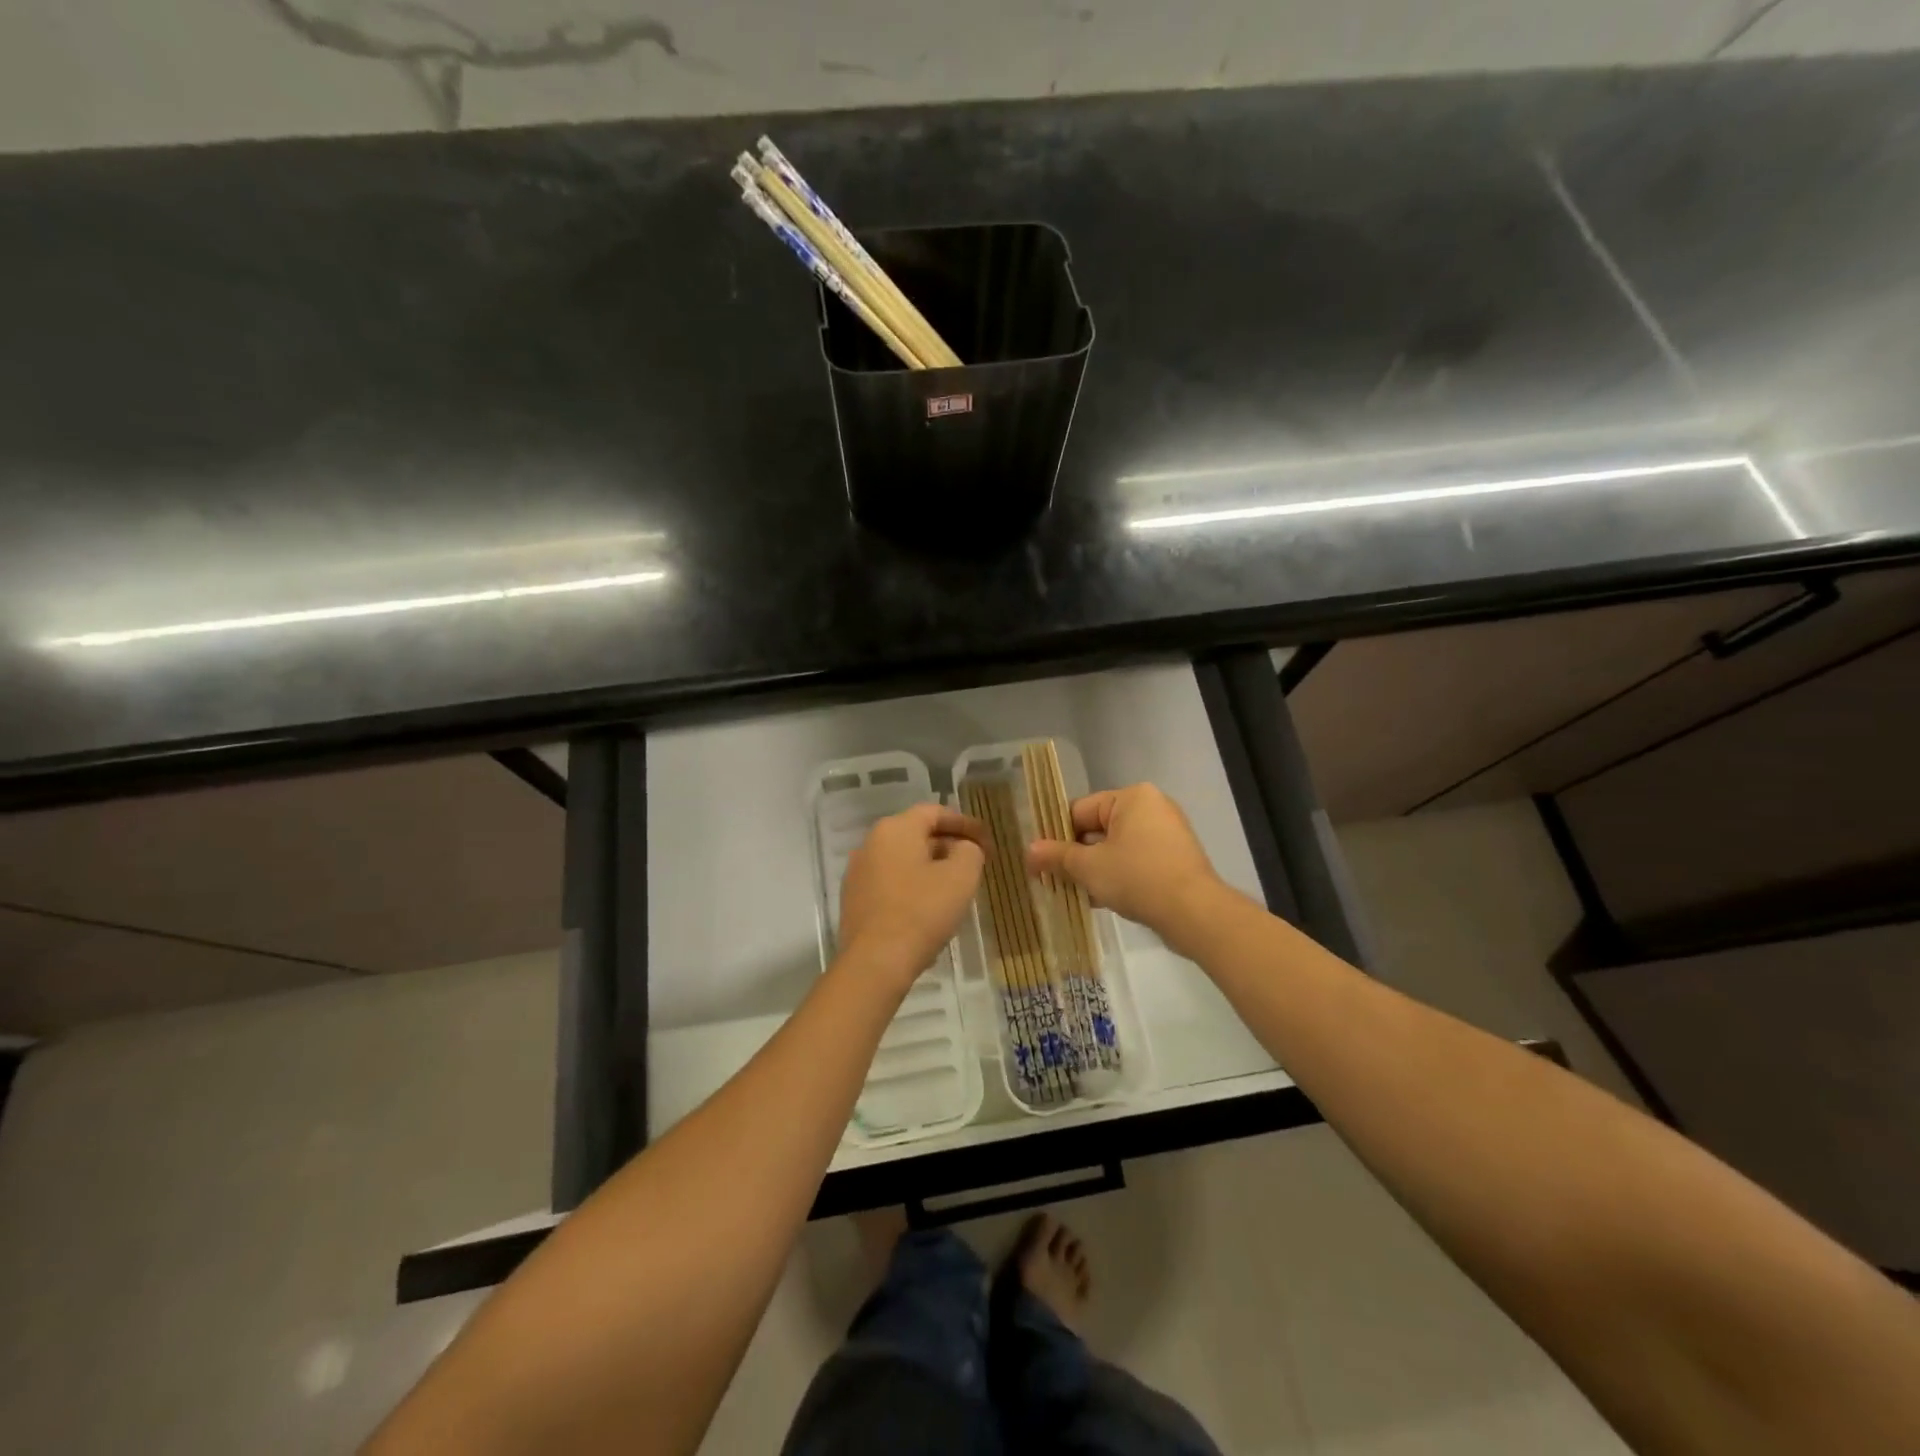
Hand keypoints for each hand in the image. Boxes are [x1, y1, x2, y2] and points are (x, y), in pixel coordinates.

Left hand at [838, 805, 986, 987]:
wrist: (875, 963)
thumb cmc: (922, 912)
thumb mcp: (961, 877)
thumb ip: (970, 851)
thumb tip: (964, 847)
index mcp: (895, 829)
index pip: (935, 812)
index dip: (965, 823)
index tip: (986, 840)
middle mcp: (870, 843)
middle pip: (916, 834)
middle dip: (948, 845)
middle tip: (974, 863)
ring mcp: (858, 872)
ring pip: (902, 859)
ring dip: (929, 867)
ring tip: (954, 886)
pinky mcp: (854, 899)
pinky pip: (890, 882)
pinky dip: (912, 886)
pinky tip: (928, 907)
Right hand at [1025, 783, 1226, 945]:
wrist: (1195, 913)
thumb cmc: (1137, 878)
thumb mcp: (1089, 867)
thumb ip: (1056, 856)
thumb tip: (1029, 851)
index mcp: (1132, 797)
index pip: (1080, 810)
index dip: (1056, 836)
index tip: (1041, 861)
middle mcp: (1152, 807)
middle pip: (1098, 828)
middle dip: (1076, 855)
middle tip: (1054, 880)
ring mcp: (1168, 833)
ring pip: (1117, 847)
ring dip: (1095, 869)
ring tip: (1074, 893)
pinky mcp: (1176, 858)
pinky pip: (1136, 860)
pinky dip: (1118, 875)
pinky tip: (1101, 899)